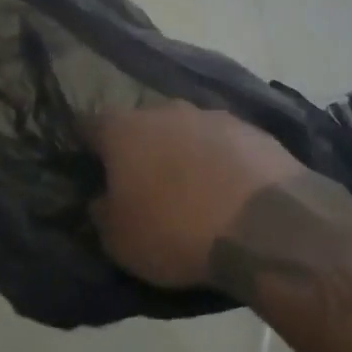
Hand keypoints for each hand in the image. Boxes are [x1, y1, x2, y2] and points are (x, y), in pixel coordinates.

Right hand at [88, 103, 307, 289]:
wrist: (265, 224)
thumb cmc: (176, 230)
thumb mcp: (120, 240)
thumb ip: (101, 213)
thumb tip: (100, 200)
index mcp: (123, 130)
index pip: (89, 126)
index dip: (86, 147)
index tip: (90, 169)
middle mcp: (164, 110)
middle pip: (141, 125)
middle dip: (139, 149)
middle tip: (142, 184)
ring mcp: (211, 115)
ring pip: (184, 130)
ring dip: (182, 152)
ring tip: (190, 189)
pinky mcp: (252, 130)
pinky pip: (223, 143)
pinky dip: (220, 161)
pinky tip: (228, 190)